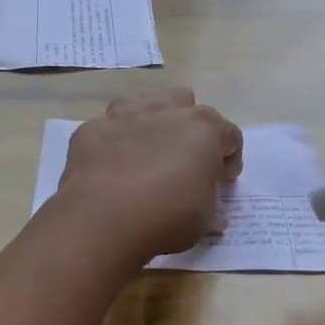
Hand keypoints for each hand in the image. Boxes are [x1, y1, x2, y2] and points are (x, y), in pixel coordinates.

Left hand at [52, 89, 242, 269]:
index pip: (230, 135)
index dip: (229, 159)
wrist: (103, 219)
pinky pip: (110, 126)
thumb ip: (211, 209)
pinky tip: (112, 166)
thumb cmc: (167, 217)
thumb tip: (214, 217)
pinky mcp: (94, 127)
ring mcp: (127, 114)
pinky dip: (115, 141)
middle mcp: (168, 111)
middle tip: (185, 163)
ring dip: (154, 122)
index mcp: (204, 130)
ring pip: (148, 103)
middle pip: (188, 106)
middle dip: (190, 130)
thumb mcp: (204, 221)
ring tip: (149, 154)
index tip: (221, 181)